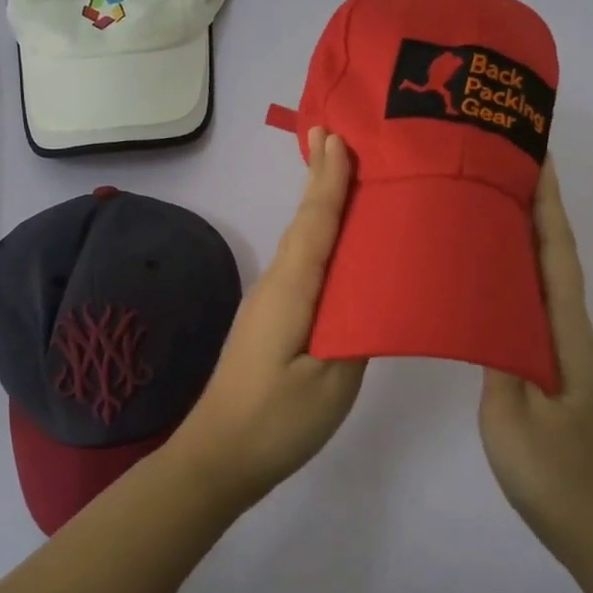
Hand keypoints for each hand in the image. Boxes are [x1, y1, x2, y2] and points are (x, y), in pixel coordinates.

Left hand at [178, 127, 365, 502]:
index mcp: (291, 291)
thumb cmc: (276, 420)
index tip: (335, 133)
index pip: (315, 223)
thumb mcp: (330, 381)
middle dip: (323, 180)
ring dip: (322, 208)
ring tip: (349, 178)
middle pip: (305, 224)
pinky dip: (321, 242)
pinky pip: (303, 268)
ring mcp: (271, 304)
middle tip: (344, 138)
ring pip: (303, 245)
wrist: (218, 458)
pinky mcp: (273, 322)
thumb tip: (374, 293)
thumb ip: (357, 331)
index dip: (328, 179)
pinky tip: (339, 248)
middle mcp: (276, 286)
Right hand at [479, 161, 592, 565]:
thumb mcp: (514, 414)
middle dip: (535, 203)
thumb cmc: (553, 471)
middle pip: (553, 252)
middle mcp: (565, 328)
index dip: (546, 202)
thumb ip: (499, 354)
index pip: (555, 251)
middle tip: (498, 163)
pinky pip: (527, 301)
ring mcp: (557, 347)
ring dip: (523, 232)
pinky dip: (513, 271)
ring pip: (541, 275)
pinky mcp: (544, 363)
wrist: (591, 524)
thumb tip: (481, 300)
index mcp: (563, 331)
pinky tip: (484, 271)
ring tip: (485, 200)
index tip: (532, 154)